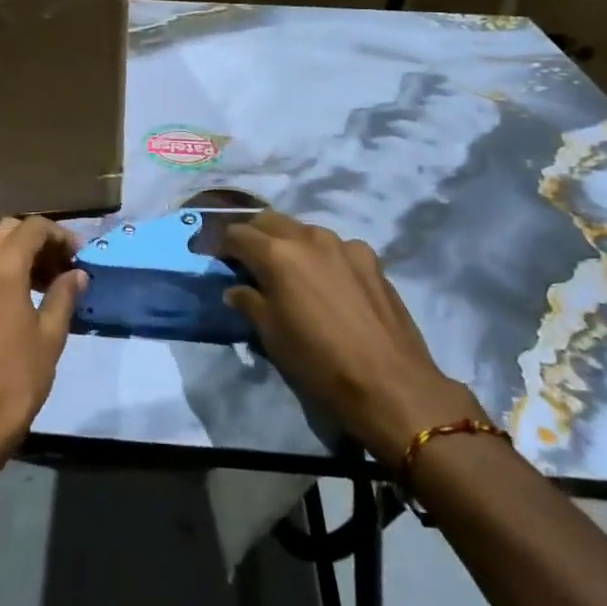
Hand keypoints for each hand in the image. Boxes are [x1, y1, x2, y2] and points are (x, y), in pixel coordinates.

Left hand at [0, 216, 85, 468]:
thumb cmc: (17, 378)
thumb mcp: (51, 335)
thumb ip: (64, 295)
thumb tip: (77, 274)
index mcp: (0, 268)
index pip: (33, 228)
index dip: (60, 235)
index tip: (78, 256)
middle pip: (7, 231)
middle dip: (36, 240)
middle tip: (60, 267)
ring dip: (15, 256)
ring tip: (41, 286)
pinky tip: (12, 305)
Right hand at [222, 211, 484, 459]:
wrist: (391, 384)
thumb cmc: (319, 363)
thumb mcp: (272, 337)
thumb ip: (250, 303)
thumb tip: (236, 289)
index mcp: (277, 254)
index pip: (237, 234)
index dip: (221, 245)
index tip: (215, 258)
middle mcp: (309, 237)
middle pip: (270, 221)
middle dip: (254, 235)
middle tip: (246, 260)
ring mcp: (344, 245)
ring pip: (304, 231)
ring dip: (289, 243)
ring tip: (288, 272)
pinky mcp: (371, 259)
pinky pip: (336, 248)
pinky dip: (322, 257)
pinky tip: (327, 283)